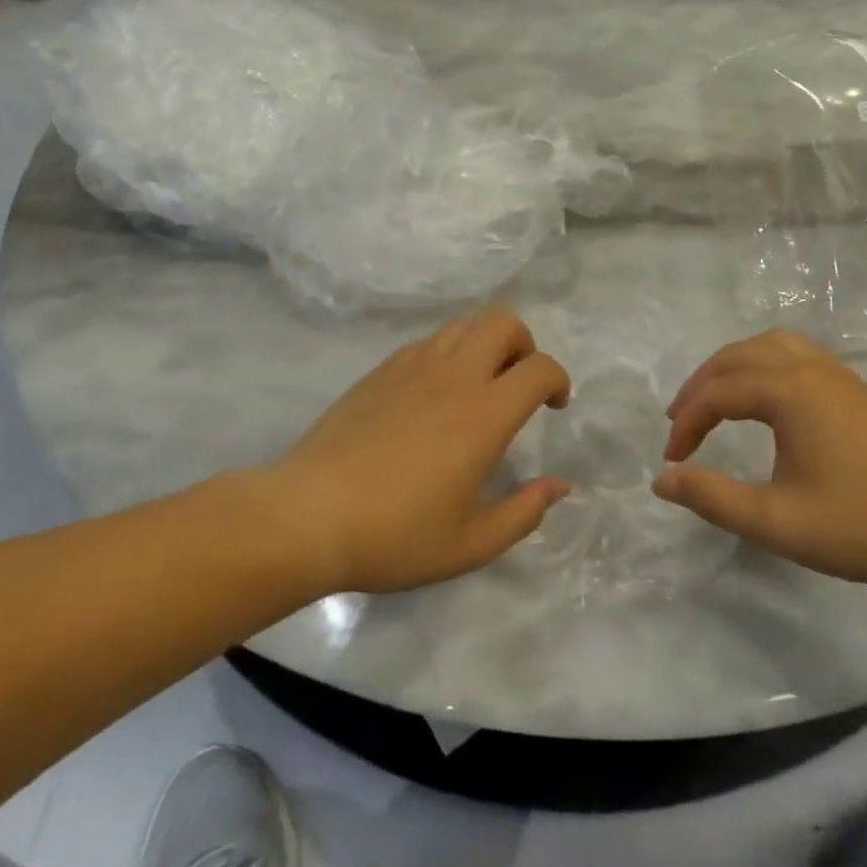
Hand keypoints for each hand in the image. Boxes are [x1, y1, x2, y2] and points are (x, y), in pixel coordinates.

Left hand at [256, 309, 571, 595]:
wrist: (308, 516)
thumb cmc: (395, 536)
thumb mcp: (471, 544)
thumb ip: (524, 513)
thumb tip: (559, 485)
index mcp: (483, 415)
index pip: (539, 368)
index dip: (558, 380)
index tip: (555, 406)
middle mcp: (453, 377)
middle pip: (502, 322)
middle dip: (524, 345)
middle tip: (518, 385)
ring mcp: (412, 367)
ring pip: (463, 325)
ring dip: (485, 345)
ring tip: (478, 387)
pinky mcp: (380, 371)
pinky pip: (428, 343)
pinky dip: (447, 354)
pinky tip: (434, 396)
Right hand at [653, 331, 866, 585]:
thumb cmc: (864, 523)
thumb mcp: (777, 522)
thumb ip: (713, 498)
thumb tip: (662, 479)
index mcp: (788, 391)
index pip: (716, 394)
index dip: (686, 424)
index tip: (672, 461)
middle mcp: (808, 368)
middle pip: (736, 357)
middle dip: (699, 387)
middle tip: (679, 424)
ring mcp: (836, 374)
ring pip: (767, 347)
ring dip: (730, 368)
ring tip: (713, 400)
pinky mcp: (854, 389)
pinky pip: (793, 354)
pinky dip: (761, 365)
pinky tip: (764, 397)